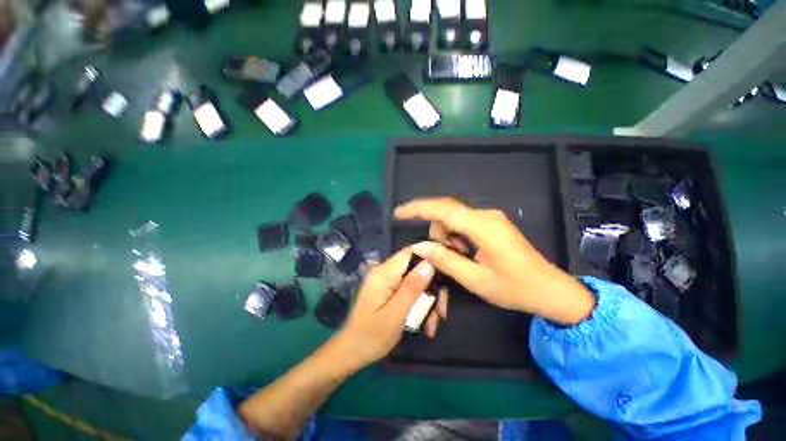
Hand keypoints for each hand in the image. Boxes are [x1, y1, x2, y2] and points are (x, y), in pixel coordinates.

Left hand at [329, 248, 435, 370]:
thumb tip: (430, 263)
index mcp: (384, 273)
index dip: (429, 257)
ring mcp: (386, 282)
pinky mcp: (388, 291)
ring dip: (427, 300)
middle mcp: (384, 272)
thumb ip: (412, 287)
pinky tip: (425, 323)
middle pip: (415, 269)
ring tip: (433, 324)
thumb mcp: (396, 313)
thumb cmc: (372, 336)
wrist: (351, 353)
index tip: (446, 271)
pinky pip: (408, 291)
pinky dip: (418, 304)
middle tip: (442, 312)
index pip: (410, 252)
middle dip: (431, 288)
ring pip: (415, 282)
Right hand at [395, 198, 594, 324]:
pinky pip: (464, 223)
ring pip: (454, 218)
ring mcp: (490, 218)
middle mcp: (486, 215)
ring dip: (447, 236)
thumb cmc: (516, 289)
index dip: (418, 208)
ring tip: (460, 259)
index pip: (444, 209)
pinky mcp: (491, 223)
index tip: (398, 213)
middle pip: (447, 212)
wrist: (551, 290)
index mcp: (484, 227)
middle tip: (443, 257)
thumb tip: (419, 246)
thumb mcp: (476, 280)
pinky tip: (466, 252)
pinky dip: (456, 236)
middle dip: (437, 232)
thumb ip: (445, 260)